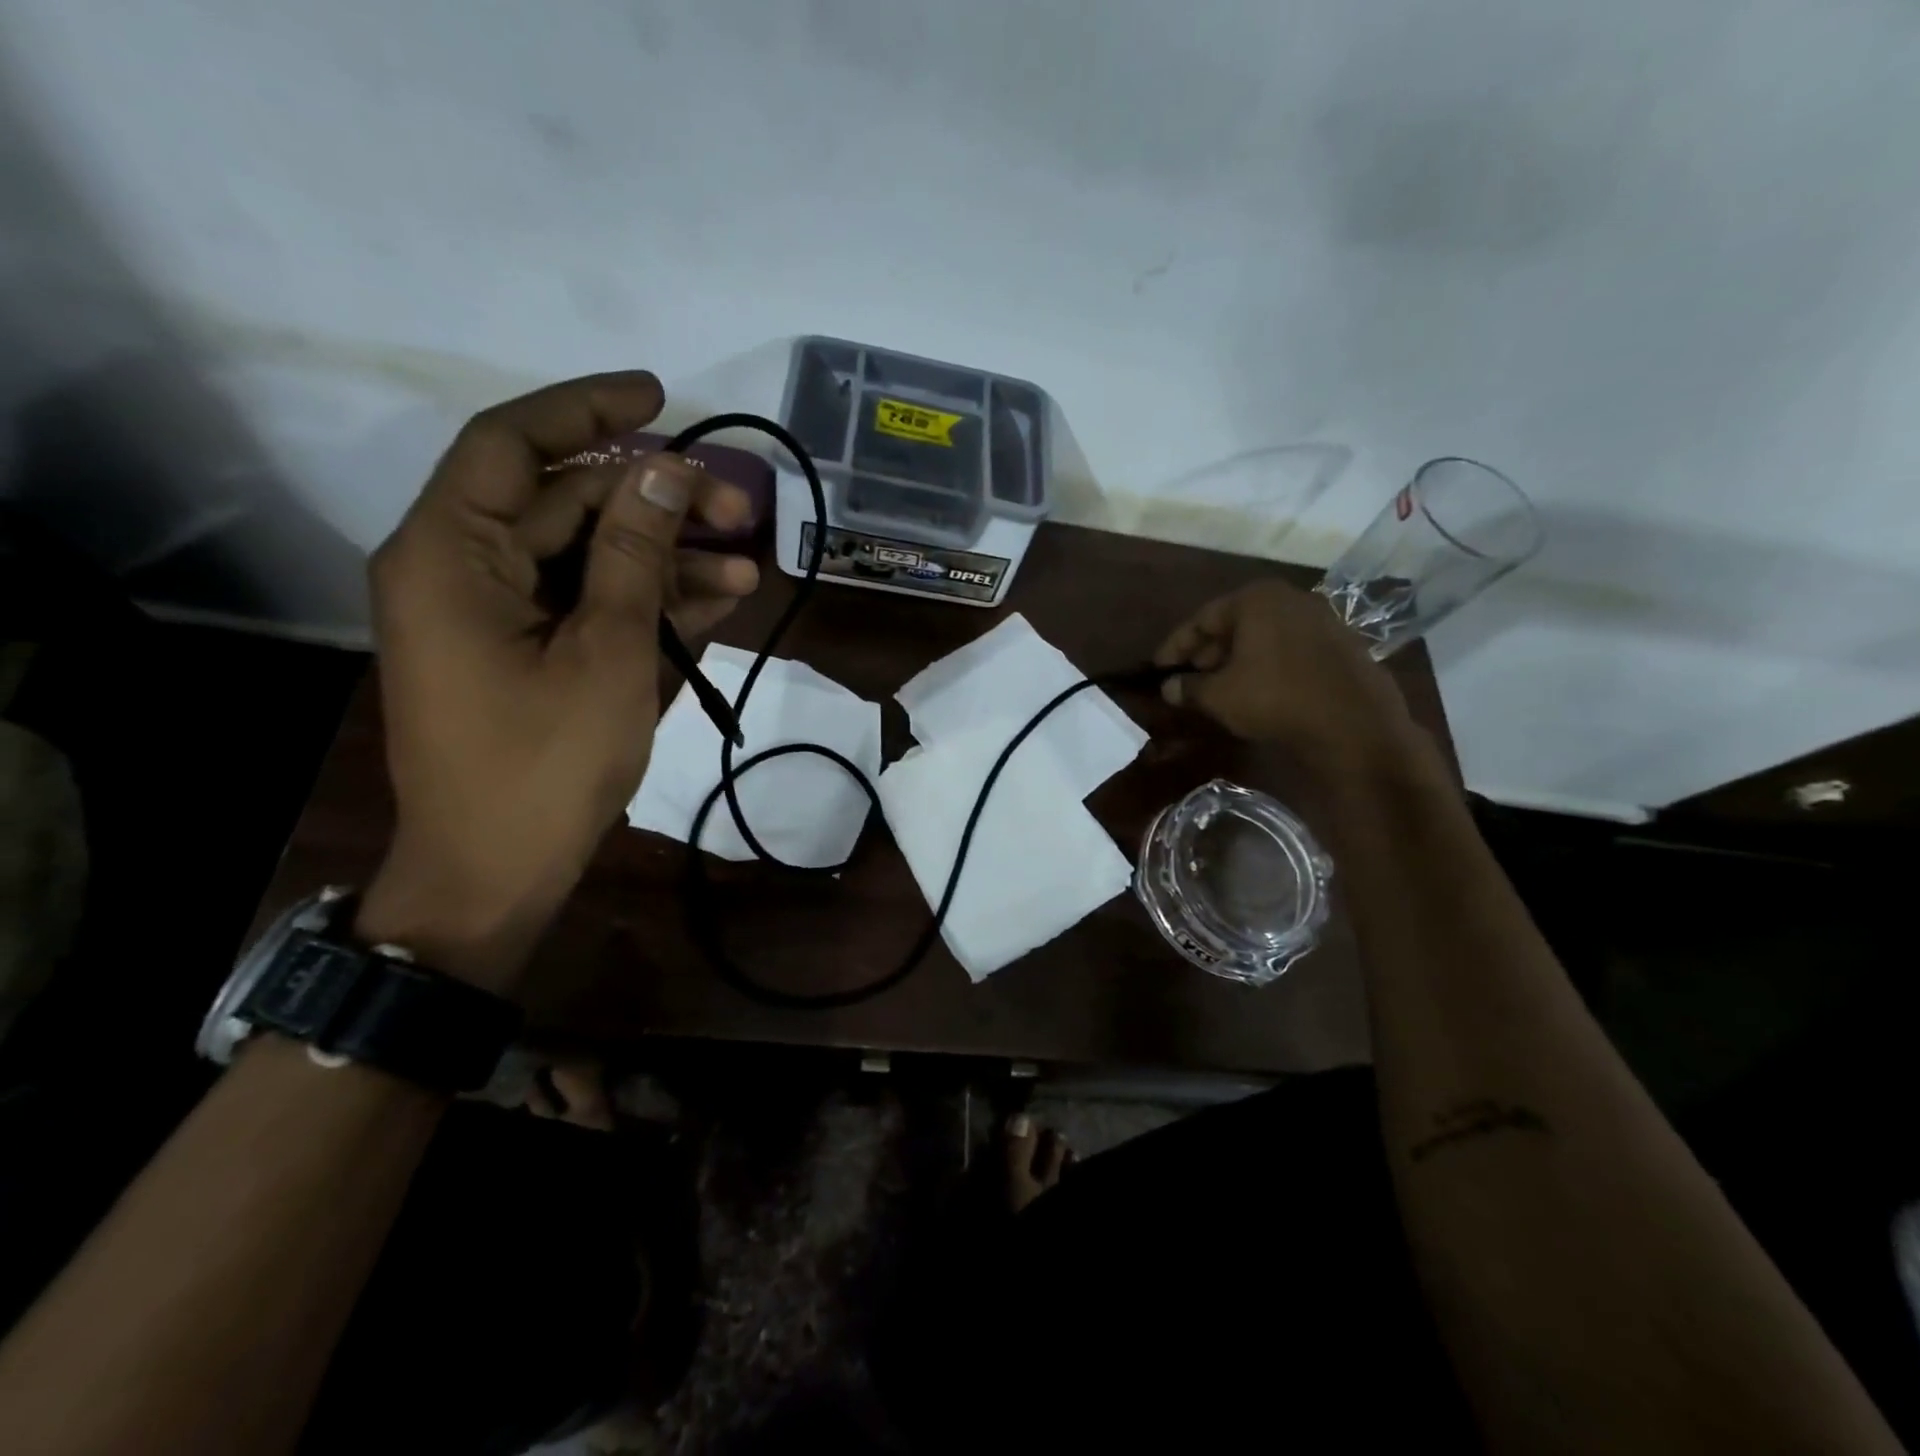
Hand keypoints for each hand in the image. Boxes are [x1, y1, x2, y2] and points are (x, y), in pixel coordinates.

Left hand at [356, 372, 758, 991]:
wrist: (501, 872)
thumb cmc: (545, 763)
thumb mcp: (606, 651)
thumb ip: (634, 553)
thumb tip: (666, 470)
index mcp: (451, 554)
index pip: (511, 444)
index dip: (587, 410)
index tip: (660, 396)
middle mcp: (465, 569)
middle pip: (566, 503)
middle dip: (656, 499)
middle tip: (737, 503)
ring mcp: (500, 614)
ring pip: (590, 556)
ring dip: (667, 555)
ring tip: (746, 561)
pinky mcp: (530, 652)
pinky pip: (592, 605)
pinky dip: (651, 600)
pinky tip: (721, 598)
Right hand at [1153, 579, 1424, 769]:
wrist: (1355, 725)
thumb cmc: (1276, 699)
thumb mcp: (1219, 696)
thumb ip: (1188, 688)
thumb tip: (1168, 689)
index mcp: (1256, 599)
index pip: (1202, 619)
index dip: (1174, 647)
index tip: (1157, 669)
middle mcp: (1290, 599)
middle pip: (1234, 624)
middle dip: (1207, 652)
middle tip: (1187, 679)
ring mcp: (1321, 619)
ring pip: (1263, 636)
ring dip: (1236, 660)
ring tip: (1219, 688)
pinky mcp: (1341, 644)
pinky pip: (1289, 649)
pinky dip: (1266, 664)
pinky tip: (1257, 690)